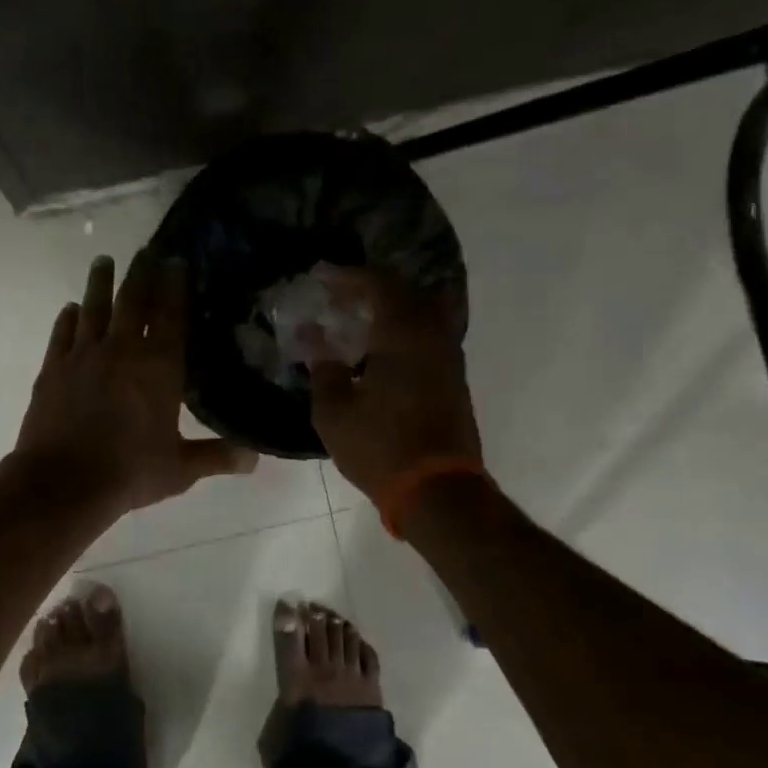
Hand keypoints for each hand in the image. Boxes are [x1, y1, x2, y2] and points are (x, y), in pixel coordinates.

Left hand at [10, 251, 256, 516]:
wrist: (62, 483)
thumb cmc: (129, 472)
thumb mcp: (180, 468)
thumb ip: (217, 456)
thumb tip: (255, 458)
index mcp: (158, 367)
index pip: (171, 314)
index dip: (175, 285)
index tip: (177, 260)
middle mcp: (122, 350)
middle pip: (132, 300)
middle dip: (141, 272)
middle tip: (146, 250)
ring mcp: (83, 355)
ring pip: (94, 307)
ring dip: (100, 282)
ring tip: (104, 261)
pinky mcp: (52, 368)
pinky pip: (62, 333)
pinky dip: (68, 317)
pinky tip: (71, 308)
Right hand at [307, 268, 480, 504]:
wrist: (438, 491)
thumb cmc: (380, 446)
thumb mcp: (334, 411)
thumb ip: (323, 368)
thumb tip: (314, 339)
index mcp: (403, 334)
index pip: (379, 284)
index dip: (349, 276)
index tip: (323, 277)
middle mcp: (433, 335)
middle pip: (407, 291)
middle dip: (372, 287)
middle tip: (340, 296)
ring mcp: (449, 357)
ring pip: (423, 312)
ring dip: (392, 308)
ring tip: (358, 319)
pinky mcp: (454, 379)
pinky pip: (429, 335)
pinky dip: (404, 329)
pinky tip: (380, 348)